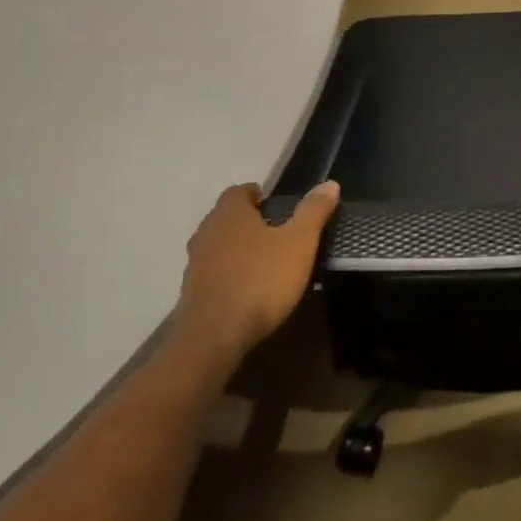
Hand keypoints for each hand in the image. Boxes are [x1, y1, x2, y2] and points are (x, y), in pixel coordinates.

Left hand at [168, 180, 339, 365]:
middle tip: (277, 231)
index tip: (277, 205)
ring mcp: (195, 264)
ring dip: (238, 248)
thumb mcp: (299, 243)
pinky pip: (214, 271)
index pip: (239, 191)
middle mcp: (207, 232)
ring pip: (219, 245)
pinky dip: (230, 272)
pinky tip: (249, 287)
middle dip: (249, 221)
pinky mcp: (191, 292)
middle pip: (227, 217)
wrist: (215, 337)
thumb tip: (329, 184)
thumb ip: (313, 211)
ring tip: (265, 260)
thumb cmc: (261, 280)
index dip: (258, 195)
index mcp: (230, 214)